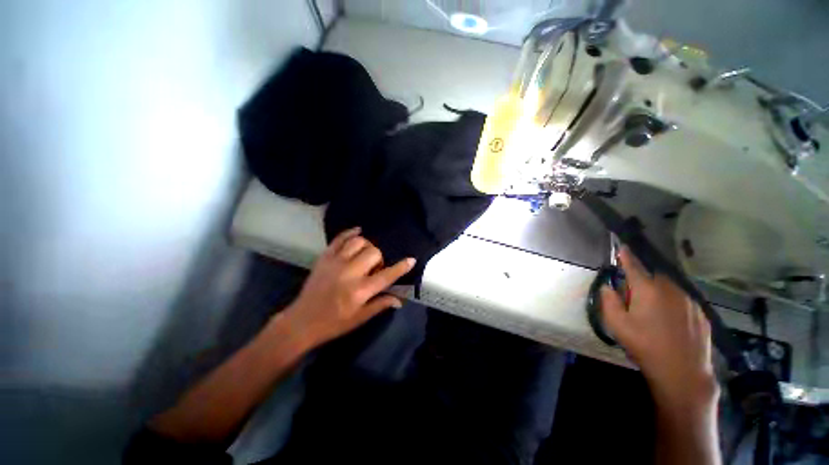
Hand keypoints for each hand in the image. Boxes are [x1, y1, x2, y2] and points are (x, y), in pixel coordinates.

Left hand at [281, 227, 415, 349]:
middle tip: (375, 268)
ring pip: (358, 242)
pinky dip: (350, 232)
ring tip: (365, 256)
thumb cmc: (334, 323)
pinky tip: (358, 232)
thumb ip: (381, 305)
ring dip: (367, 246)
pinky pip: (339, 238)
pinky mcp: (324, 257)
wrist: (301, 321)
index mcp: (360, 291)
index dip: (401, 267)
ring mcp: (335, 262)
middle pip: (373, 252)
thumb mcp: (360, 318)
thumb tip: (400, 299)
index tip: (411, 260)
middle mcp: (349, 273)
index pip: (386, 275)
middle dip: (379, 258)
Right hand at [600, 248, 718, 408]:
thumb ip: (608, 301)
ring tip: (654, 313)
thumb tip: (607, 286)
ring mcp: (689, 301)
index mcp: (647, 290)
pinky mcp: (700, 313)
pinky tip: (671, 322)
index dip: (626, 256)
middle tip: (634, 299)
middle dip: (642, 281)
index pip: (633, 266)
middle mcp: (670, 289)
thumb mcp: (616, 325)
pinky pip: (682, 300)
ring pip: (669, 287)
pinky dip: (673, 303)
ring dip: (659, 292)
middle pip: (653, 276)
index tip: (622, 246)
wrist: (683, 373)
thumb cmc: (645, 346)